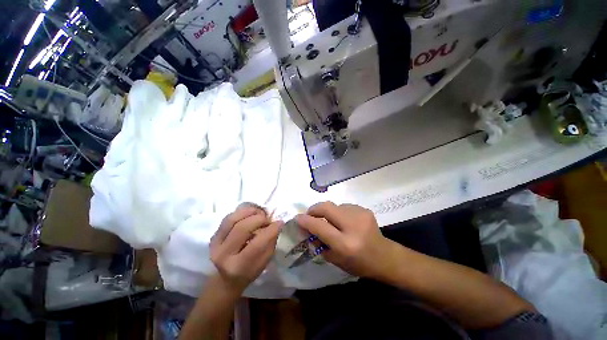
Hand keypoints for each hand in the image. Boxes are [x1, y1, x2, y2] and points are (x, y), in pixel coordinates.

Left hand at [210, 203, 282, 292]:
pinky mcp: (213, 236)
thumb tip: (277, 223)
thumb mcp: (264, 262)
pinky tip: (250, 213)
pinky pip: (228, 218)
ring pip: (232, 219)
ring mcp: (215, 244)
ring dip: (249, 212)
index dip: (271, 230)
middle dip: (260, 219)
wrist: (225, 279)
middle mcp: (223, 255)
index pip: (257, 244)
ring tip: (259, 213)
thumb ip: (270, 242)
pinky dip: (241, 212)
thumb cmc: (249, 272)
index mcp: (238, 267)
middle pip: (242, 228)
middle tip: (268, 219)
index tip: (280, 222)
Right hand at [296, 202, 396, 278]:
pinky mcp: (364, 209)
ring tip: (329, 220)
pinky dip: (338, 212)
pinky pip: (344, 206)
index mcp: (345, 244)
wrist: (385, 256)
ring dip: (327, 211)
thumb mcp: (336, 260)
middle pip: (327, 207)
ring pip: (335, 205)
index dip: (306, 221)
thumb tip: (306, 229)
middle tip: (310, 214)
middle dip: (314, 209)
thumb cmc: (359, 264)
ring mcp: (360, 215)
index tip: (297, 218)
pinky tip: (342, 220)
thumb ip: (319, 244)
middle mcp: (353, 226)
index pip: (320, 227)